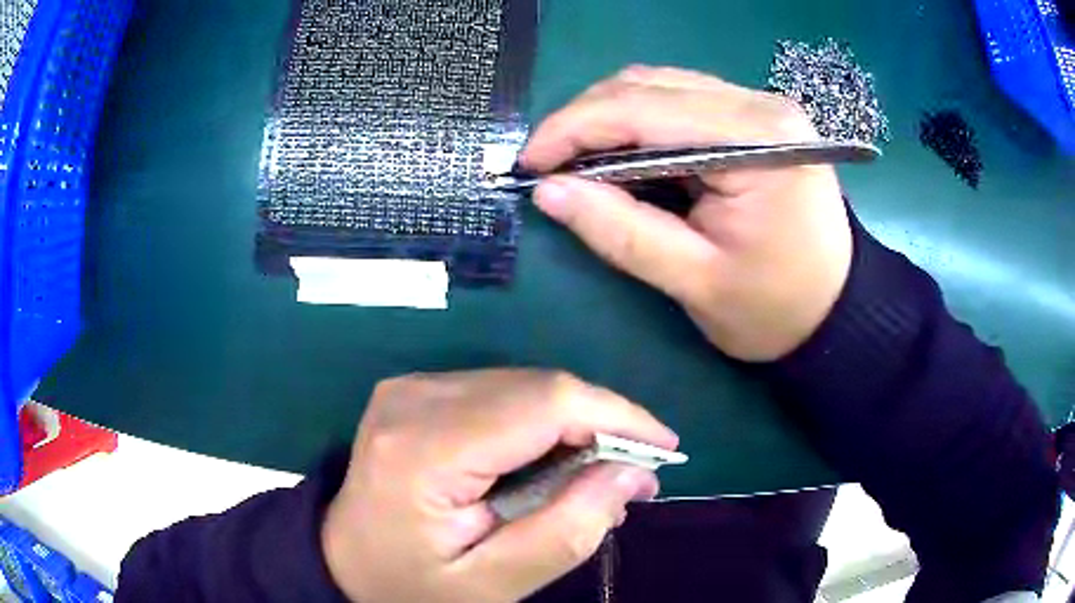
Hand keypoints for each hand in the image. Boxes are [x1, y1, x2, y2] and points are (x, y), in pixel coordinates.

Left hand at [322, 370, 677, 602]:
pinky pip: (501, 392)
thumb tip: (630, 473)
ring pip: (524, 385)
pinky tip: (555, 460)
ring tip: (601, 473)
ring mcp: (411, 387)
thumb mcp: (492, 584)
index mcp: (423, 449)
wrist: (343, 561)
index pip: (543, 403)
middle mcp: (414, 398)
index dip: (615, 416)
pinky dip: (542, 422)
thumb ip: (567, 531)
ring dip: (575, 424)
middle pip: (537, 387)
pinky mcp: (417, 390)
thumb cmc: (411, 586)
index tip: (664, 446)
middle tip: (636, 473)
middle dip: (602, 424)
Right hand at [521, 66, 852, 360]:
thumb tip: (548, 191)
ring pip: (659, 86)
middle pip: (648, 85)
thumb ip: (620, 232)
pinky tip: (626, 158)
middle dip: (586, 121)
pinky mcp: (755, 118)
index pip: (644, 108)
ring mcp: (760, 106)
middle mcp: (760, 105)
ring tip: (583, 166)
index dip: (574, 129)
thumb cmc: (775, 310)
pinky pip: (679, 102)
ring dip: (610, 119)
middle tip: (551, 169)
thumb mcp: (695, 281)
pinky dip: (639, 124)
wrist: (835, 312)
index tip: (529, 164)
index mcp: (757, 140)